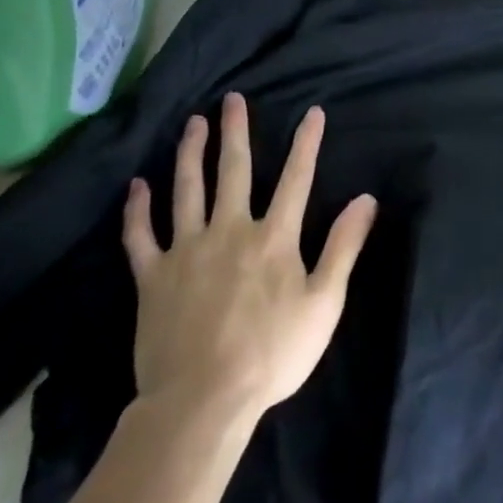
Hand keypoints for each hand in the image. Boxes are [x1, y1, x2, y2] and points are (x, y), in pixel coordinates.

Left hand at [122, 92, 377, 423]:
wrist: (202, 401)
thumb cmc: (272, 354)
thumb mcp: (324, 303)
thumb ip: (344, 247)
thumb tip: (365, 199)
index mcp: (273, 237)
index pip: (296, 178)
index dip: (306, 143)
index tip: (312, 112)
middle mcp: (230, 230)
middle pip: (233, 171)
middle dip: (235, 132)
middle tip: (231, 100)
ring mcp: (187, 251)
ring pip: (187, 190)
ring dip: (190, 153)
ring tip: (192, 124)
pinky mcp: (153, 277)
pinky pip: (141, 236)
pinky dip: (137, 210)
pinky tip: (137, 185)